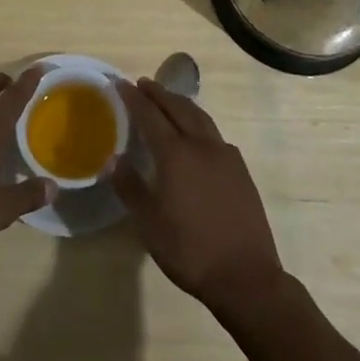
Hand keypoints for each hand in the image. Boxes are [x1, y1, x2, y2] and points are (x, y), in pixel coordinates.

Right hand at [113, 78, 284, 319]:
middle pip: (177, 108)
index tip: (121, 84)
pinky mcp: (240, 169)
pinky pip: (215, 134)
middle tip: (143, 83)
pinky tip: (197, 134)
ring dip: (180, 103)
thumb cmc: (190, 251)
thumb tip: (113, 159)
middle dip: (158, 93)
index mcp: (175, 154)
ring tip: (168, 99)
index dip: (134, 98)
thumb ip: (130, 188)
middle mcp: (201, 145)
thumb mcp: (150, 224)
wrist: (246, 276)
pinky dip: (199, 122)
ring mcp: (225, 155)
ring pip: (200, 117)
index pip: (150, 115)